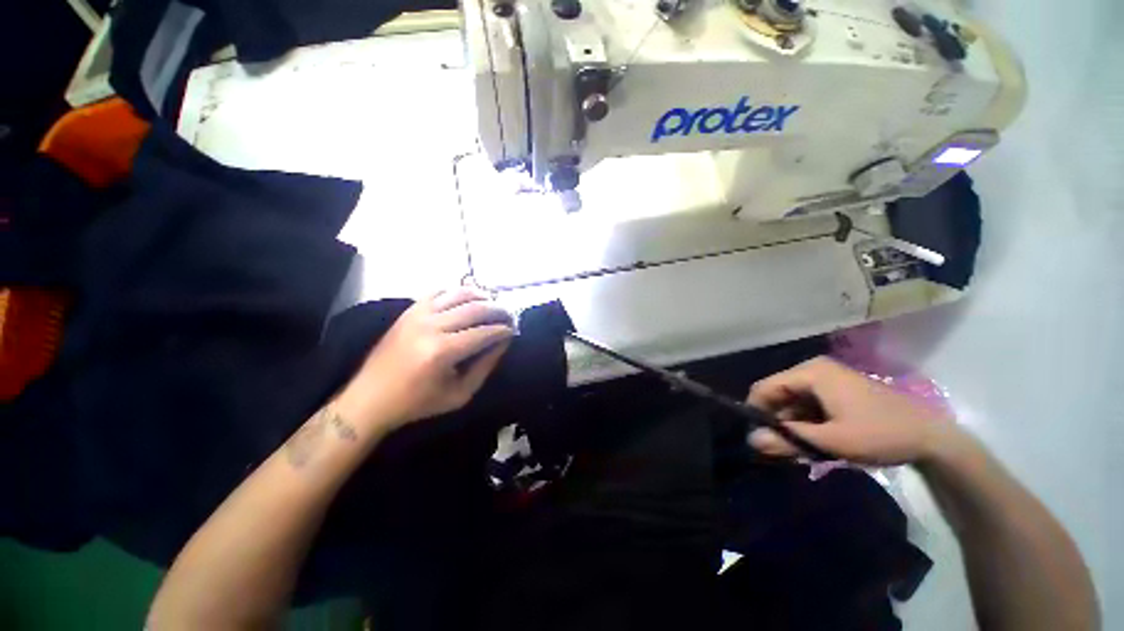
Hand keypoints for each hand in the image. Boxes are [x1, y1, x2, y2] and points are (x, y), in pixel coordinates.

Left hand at [336, 288, 513, 432]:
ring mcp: (418, 314)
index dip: (503, 329)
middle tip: (510, 315)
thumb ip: (485, 366)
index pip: (484, 332)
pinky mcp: (410, 310)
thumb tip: (503, 342)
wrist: (370, 398)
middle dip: (498, 310)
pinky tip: (468, 300)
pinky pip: (439, 291)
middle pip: (475, 308)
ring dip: (482, 296)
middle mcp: (431, 326)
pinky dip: (457, 292)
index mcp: (442, 352)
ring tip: (494, 304)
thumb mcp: (460, 394)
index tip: (514, 330)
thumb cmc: (418, 403)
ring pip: (459, 293)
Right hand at [746, 356, 960, 465]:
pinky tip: (812, 442)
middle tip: (776, 448)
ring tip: (795, 450)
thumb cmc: (879, 434)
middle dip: (775, 421)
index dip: (755, 411)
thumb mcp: (830, 441)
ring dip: (791, 424)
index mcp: (810, 373)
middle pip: (779, 394)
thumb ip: (787, 439)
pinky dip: (806, 423)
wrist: (931, 438)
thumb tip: (751, 440)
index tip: (755, 436)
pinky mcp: (837, 391)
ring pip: (793, 401)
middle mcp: (814, 370)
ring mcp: (827, 379)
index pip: (765, 387)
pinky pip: (809, 404)